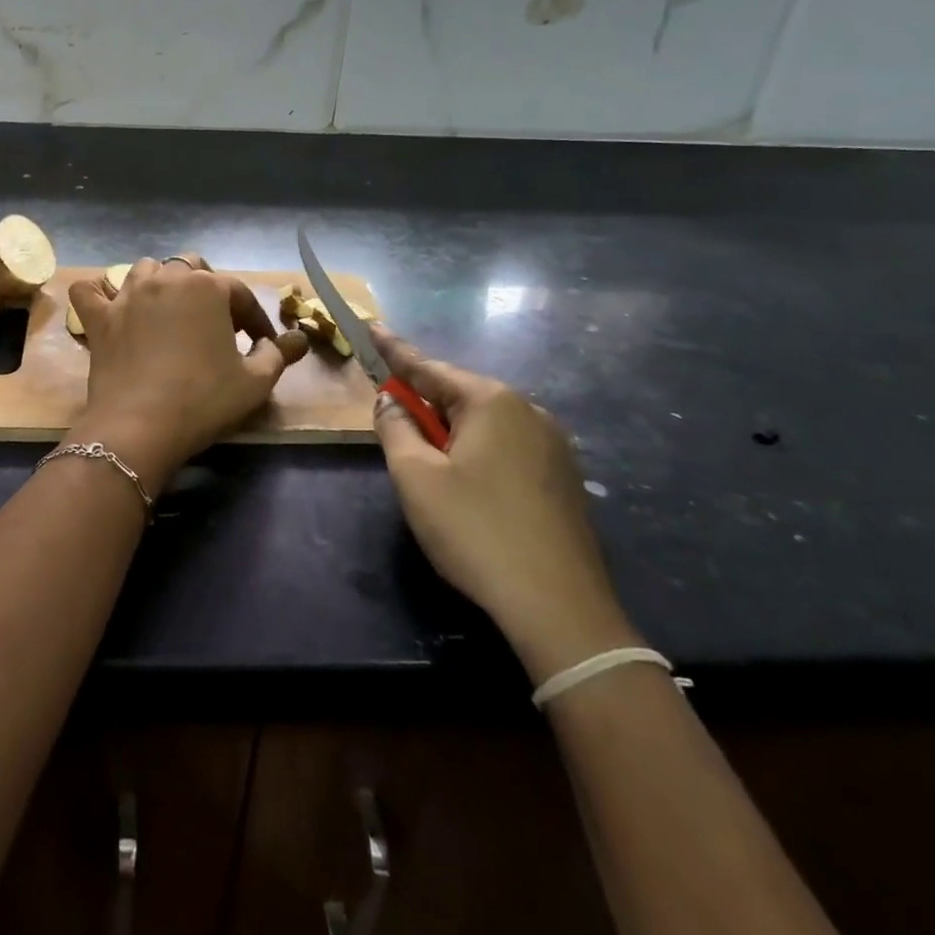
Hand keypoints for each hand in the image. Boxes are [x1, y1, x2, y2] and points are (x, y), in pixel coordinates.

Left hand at [68, 257, 308, 487]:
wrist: (141, 426)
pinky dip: (98, 294)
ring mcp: (128, 295)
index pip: (240, 293)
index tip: (262, 343)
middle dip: (208, 289)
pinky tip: (108, 305)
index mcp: (208, 287)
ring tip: (170, 311)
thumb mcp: (254, 382)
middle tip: (216, 323)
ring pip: (145, 270)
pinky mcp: (99, 318)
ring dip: (161, 283)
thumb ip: (278, 355)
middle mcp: (167, 279)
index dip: (255, 318)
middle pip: (191, 268)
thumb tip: (297, 340)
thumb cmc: (204, 400)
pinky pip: (90, 291)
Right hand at [370, 327, 639, 680]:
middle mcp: (527, 410)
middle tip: (393, 421)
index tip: (371, 325)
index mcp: (490, 401)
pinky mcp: (562, 478)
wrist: (559, 609)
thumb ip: (395, 428)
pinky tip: (468, 489)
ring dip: (450, 432)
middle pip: (458, 394)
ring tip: (429, 465)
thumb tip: (391, 401)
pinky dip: (477, 453)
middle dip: (423, 403)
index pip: (427, 366)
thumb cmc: (475, 531)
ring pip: (484, 423)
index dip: (392, 350)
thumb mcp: (416, 477)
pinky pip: (507, 447)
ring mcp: (553, 444)